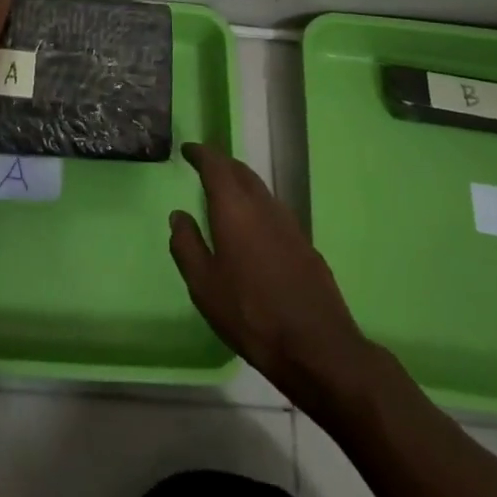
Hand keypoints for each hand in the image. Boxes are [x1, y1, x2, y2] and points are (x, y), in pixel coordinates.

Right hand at [169, 142, 374, 415]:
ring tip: (226, 194)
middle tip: (204, 167)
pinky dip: (257, 206)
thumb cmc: (251, 314)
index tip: (188, 149)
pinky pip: (274, 211)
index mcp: (235, 208)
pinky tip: (253, 228)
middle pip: (241, 171)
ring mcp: (289, 223)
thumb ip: (186, 246)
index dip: (201, 153)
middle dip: (221, 164)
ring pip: (260, 189)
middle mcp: (263, 205)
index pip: (216, 165)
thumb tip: (178, 215)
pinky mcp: (305, 244)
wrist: (317, 346)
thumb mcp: (204, 285)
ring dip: (241, 184)